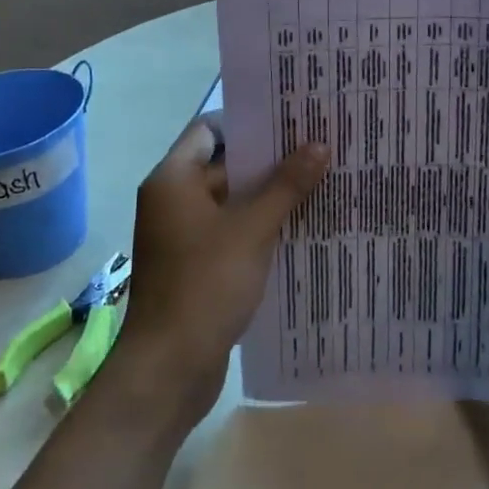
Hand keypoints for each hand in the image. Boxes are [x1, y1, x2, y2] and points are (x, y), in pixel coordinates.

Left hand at [113, 118, 328, 424]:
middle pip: (224, 165)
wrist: (169, 369)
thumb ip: (286, 185)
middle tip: (317, 147)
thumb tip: (319, 145)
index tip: (290, 119)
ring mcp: (184, 235)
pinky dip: (260, 226)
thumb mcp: (252, 229)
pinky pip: (231, 231)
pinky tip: (300, 225)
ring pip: (231, 201)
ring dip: (269, 195)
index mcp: (174, 180)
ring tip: (319, 181)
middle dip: (269, 159)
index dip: (248, 122)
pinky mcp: (196, 265)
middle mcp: (173, 200)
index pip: (209, 129)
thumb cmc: (205, 285)